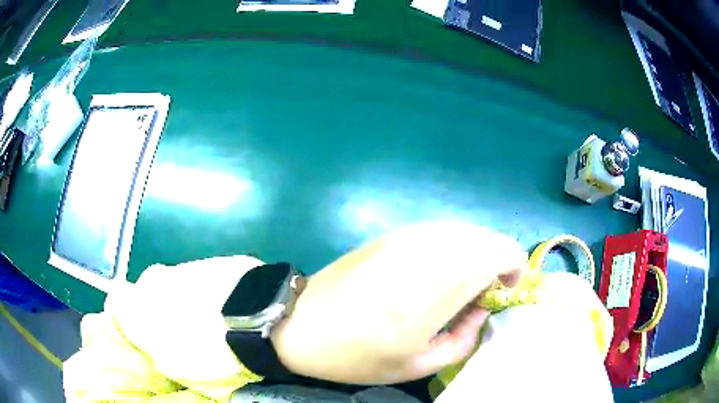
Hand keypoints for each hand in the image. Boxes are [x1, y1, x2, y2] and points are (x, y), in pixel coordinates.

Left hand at [271, 221, 526, 384]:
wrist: (301, 324)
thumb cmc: (358, 354)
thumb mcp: (419, 365)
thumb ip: (465, 337)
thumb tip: (482, 309)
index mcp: (440, 284)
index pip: (502, 251)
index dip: (513, 269)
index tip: (499, 295)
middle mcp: (429, 249)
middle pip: (486, 237)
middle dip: (494, 264)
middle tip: (477, 297)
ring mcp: (407, 236)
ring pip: (464, 231)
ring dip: (472, 256)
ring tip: (453, 289)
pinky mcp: (390, 234)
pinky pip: (438, 233)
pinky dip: (450, 250)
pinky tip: (430, 276)